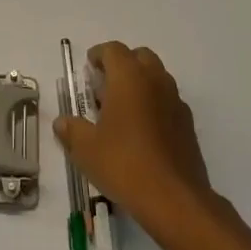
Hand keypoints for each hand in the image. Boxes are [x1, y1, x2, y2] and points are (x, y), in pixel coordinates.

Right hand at [54, 42, 215, 234]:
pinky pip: (168, 101)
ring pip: (157, 78)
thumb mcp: (86, 149)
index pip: (113, 50)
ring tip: (121, 110)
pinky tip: (142, 132)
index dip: (98, 55)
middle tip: (104, 86)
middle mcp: (155, 81)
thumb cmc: (124, 164)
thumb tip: (62, 122)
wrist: (174, 199)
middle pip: (139, 57)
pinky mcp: (188, 124)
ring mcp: (175, 102)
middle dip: (122, 65)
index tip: (88, 69)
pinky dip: (154, 105)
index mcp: (129, 77)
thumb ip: (71, 130)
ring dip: (140, 84)